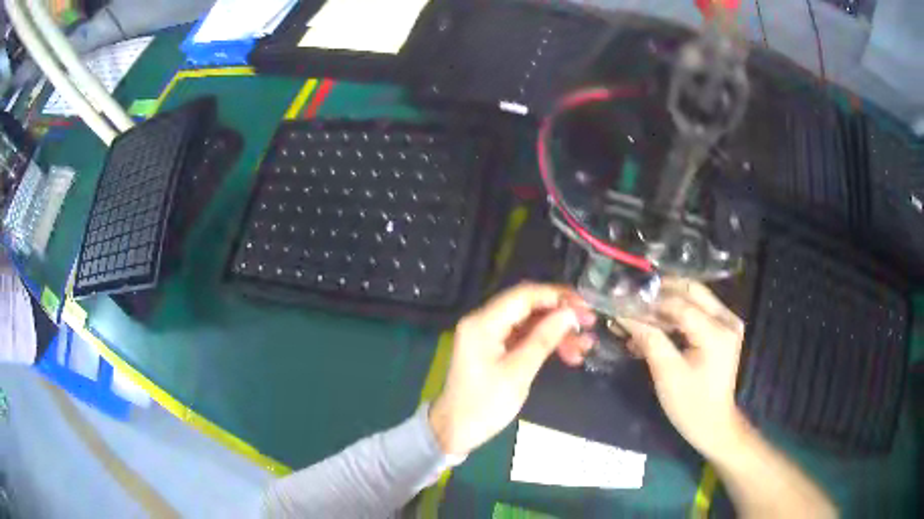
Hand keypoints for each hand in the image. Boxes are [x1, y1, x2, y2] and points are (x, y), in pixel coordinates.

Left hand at [429, 283, 596, 455]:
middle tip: (590, 324)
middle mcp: (483, 321)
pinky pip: (524, 337)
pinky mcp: (494, 348)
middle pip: (528, 306)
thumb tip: (570, 313)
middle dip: (561, 314)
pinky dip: (545, 343)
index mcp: (483, 323)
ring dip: (557, 331)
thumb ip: (544, 339)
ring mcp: (488, 335)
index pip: (524, 295)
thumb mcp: (518, 373)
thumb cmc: (484, 405)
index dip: (557, 296)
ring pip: (530, 322)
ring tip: (585, 346)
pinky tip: (569, 355)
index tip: (585, 306)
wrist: (455, 431)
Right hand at [618, 278, 746, 459]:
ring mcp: (727, 322)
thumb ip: (649, 339)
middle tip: (632, 298)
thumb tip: (624, 314)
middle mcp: (727, 320)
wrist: (713, 424)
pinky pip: (698, 310)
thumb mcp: (667, 374)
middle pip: (691, 291)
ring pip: (694, 297)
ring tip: (639, 312)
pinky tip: (655, 324)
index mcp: (717, 333)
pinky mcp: (723, 329)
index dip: (650, 302)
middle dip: (660, 293)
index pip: (680, 305)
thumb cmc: (690, 404)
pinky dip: (676, 314)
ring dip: (666, 302)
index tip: (623, 300)